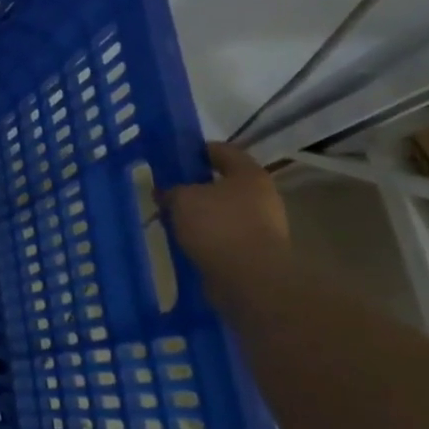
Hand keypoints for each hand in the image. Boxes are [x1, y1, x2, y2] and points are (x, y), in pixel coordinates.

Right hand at [163, 142, 288, 278]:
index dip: (196, 150)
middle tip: (167, 190)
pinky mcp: (254, 251)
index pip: (222, 150)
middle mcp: (261, 196)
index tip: (172, 156)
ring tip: (170, 218)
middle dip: (194, 186)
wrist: (250, 279)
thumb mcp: (182, 198)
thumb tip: (166, 192)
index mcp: (249, 174)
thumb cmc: (218, 226)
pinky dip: (205, 236)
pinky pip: (223, 235)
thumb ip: (171, 190)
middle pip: (223, 183)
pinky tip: (184, 240)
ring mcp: (262, 225)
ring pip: (222, 211)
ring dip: (198, 213)